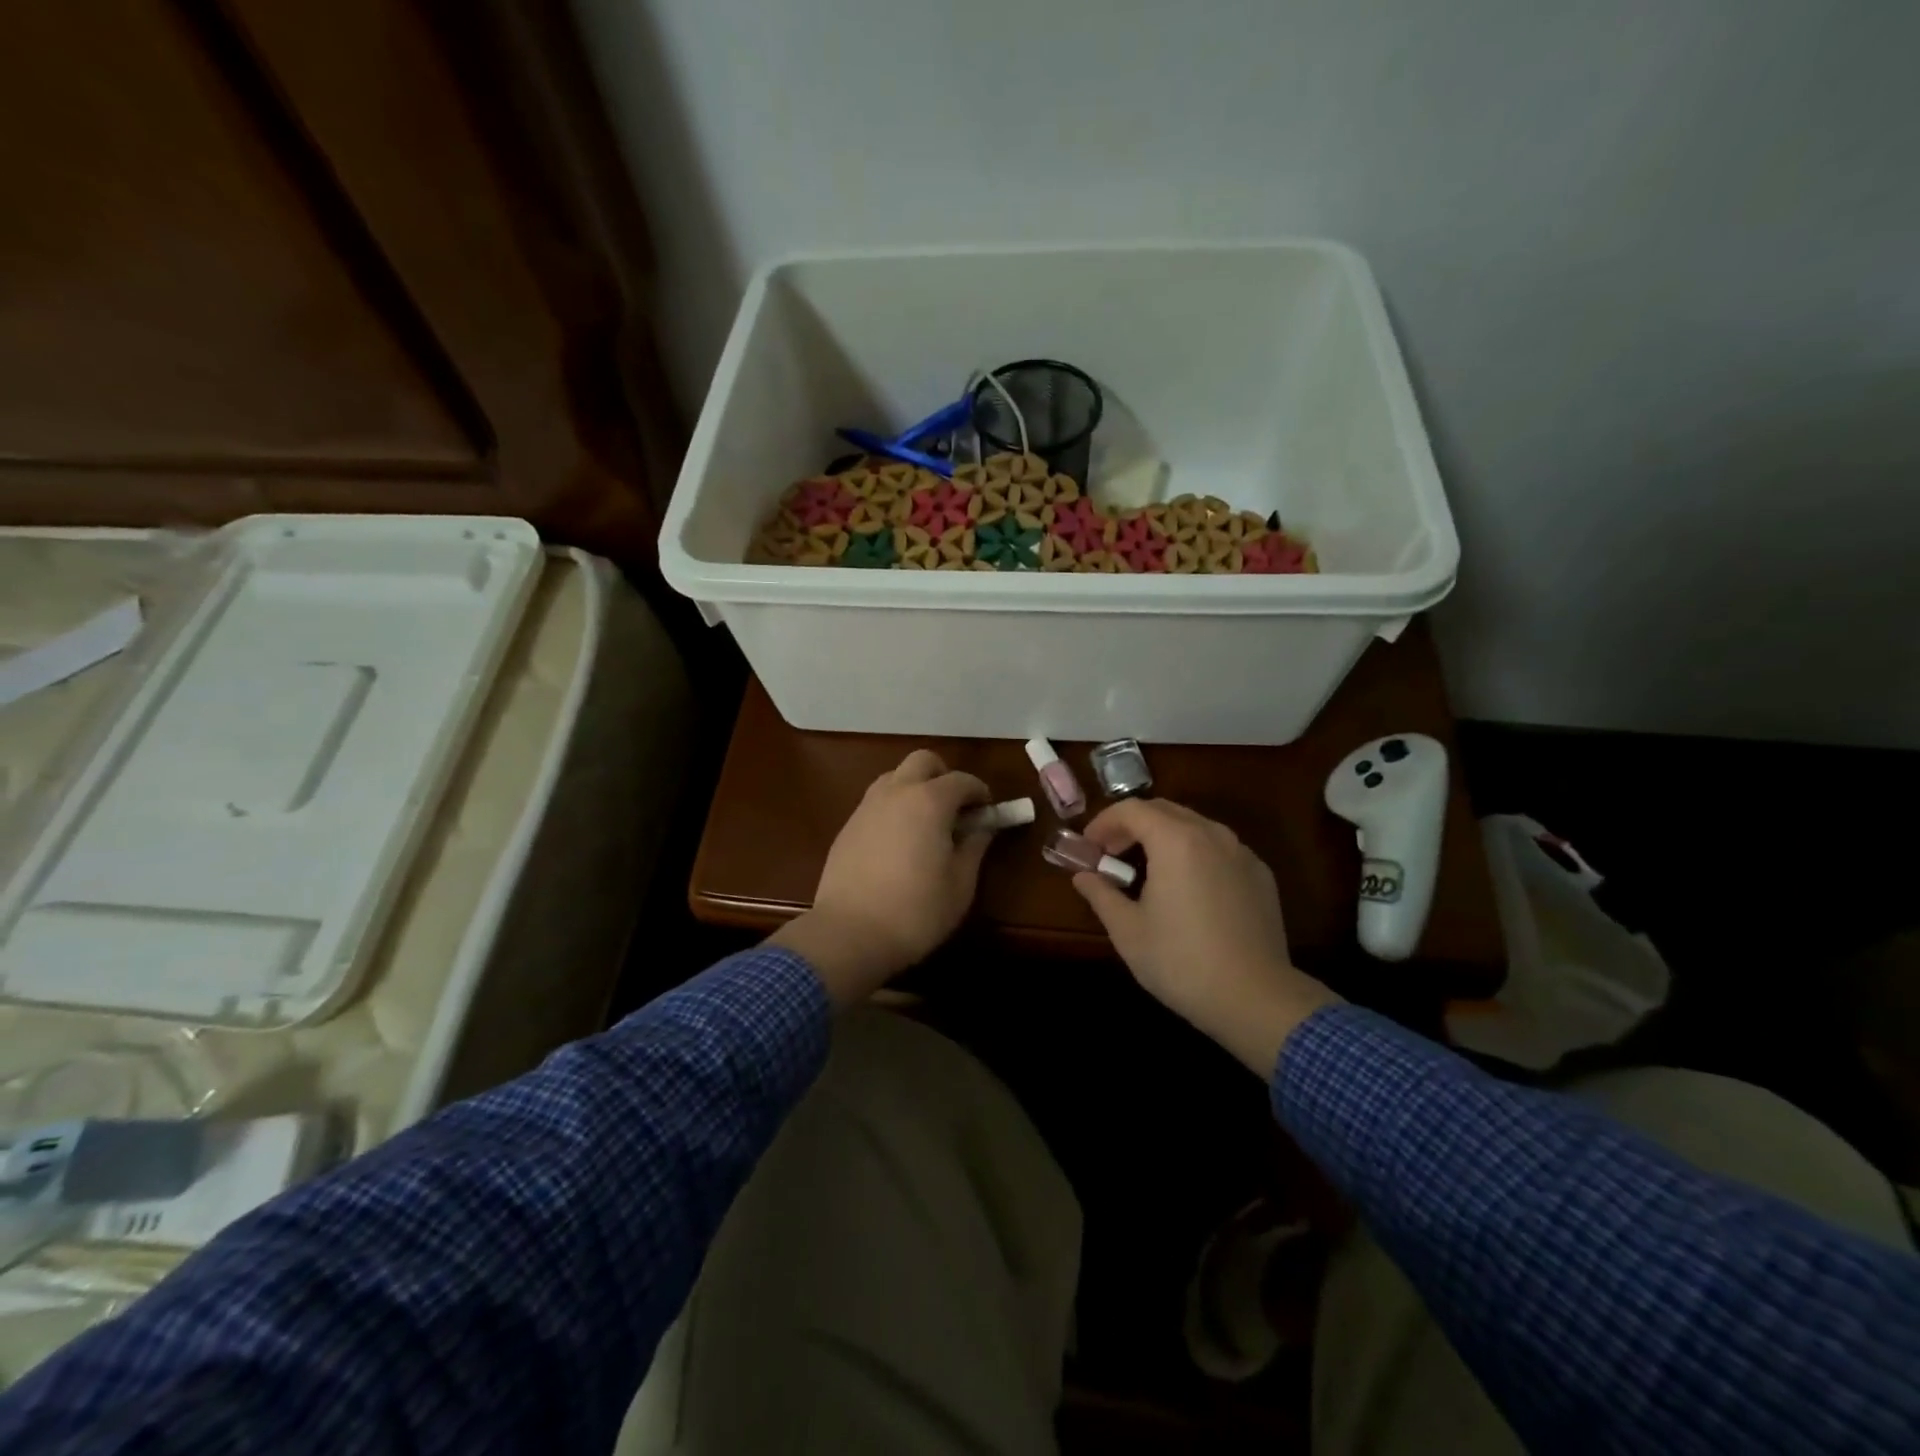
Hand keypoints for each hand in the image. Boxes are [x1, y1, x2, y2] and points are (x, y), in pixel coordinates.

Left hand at [770, 750, 990, 1005]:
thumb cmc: (916, 911)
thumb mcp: (960, 884)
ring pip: (895, 777)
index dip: (980, 792)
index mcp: (929, 801)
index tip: (987, 813)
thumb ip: (974, 847)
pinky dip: (894, 808)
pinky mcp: (847, 827)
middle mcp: (896, 792)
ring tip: (926, 824)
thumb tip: (983, 827)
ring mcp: (867, 807)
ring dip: (915, 788)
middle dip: (944, 776)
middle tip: (956, 808)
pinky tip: (898, 842)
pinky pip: (876, 802)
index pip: (962, 780)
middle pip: (923, 761)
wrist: (849, 934)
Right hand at [1073, 799, 1340, 1076]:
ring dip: (1164, 836)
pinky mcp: (1260, 874)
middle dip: (1132, 825)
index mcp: (1175, 840)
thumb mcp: (1128, 931)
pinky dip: (1194, 852)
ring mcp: (1241, 853)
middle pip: (1164, 810)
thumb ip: (1101, 894)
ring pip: (1194, 826)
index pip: (1131, 810)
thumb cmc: (1181, 962)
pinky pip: (1219, 848)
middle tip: (1111, 853)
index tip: (1088, 846)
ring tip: (1147, 868)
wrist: (1256, 999)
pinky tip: (1188, 886)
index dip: (1104, 822)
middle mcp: (1211, 834)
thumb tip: (1083, 876)